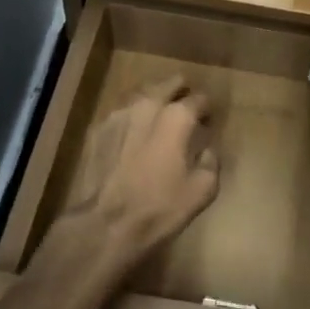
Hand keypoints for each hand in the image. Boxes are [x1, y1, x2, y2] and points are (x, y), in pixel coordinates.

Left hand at [52, 76, 219, 278]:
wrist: (104, 224)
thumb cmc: (159, 208)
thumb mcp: (202, 191)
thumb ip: (211, 162)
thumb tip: (208, 150)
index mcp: (177, 117)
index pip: (199, 98)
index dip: (206, 108)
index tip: (208, 119)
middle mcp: (148, 105)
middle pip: (169, 83)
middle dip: (181, 91)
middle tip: (186, 105)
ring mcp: (119, 114)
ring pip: (143, 93)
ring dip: (155, 98)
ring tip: (159, 113)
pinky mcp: (98, 128)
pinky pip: (122, 112)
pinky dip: (132, 116)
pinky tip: (133, 132)